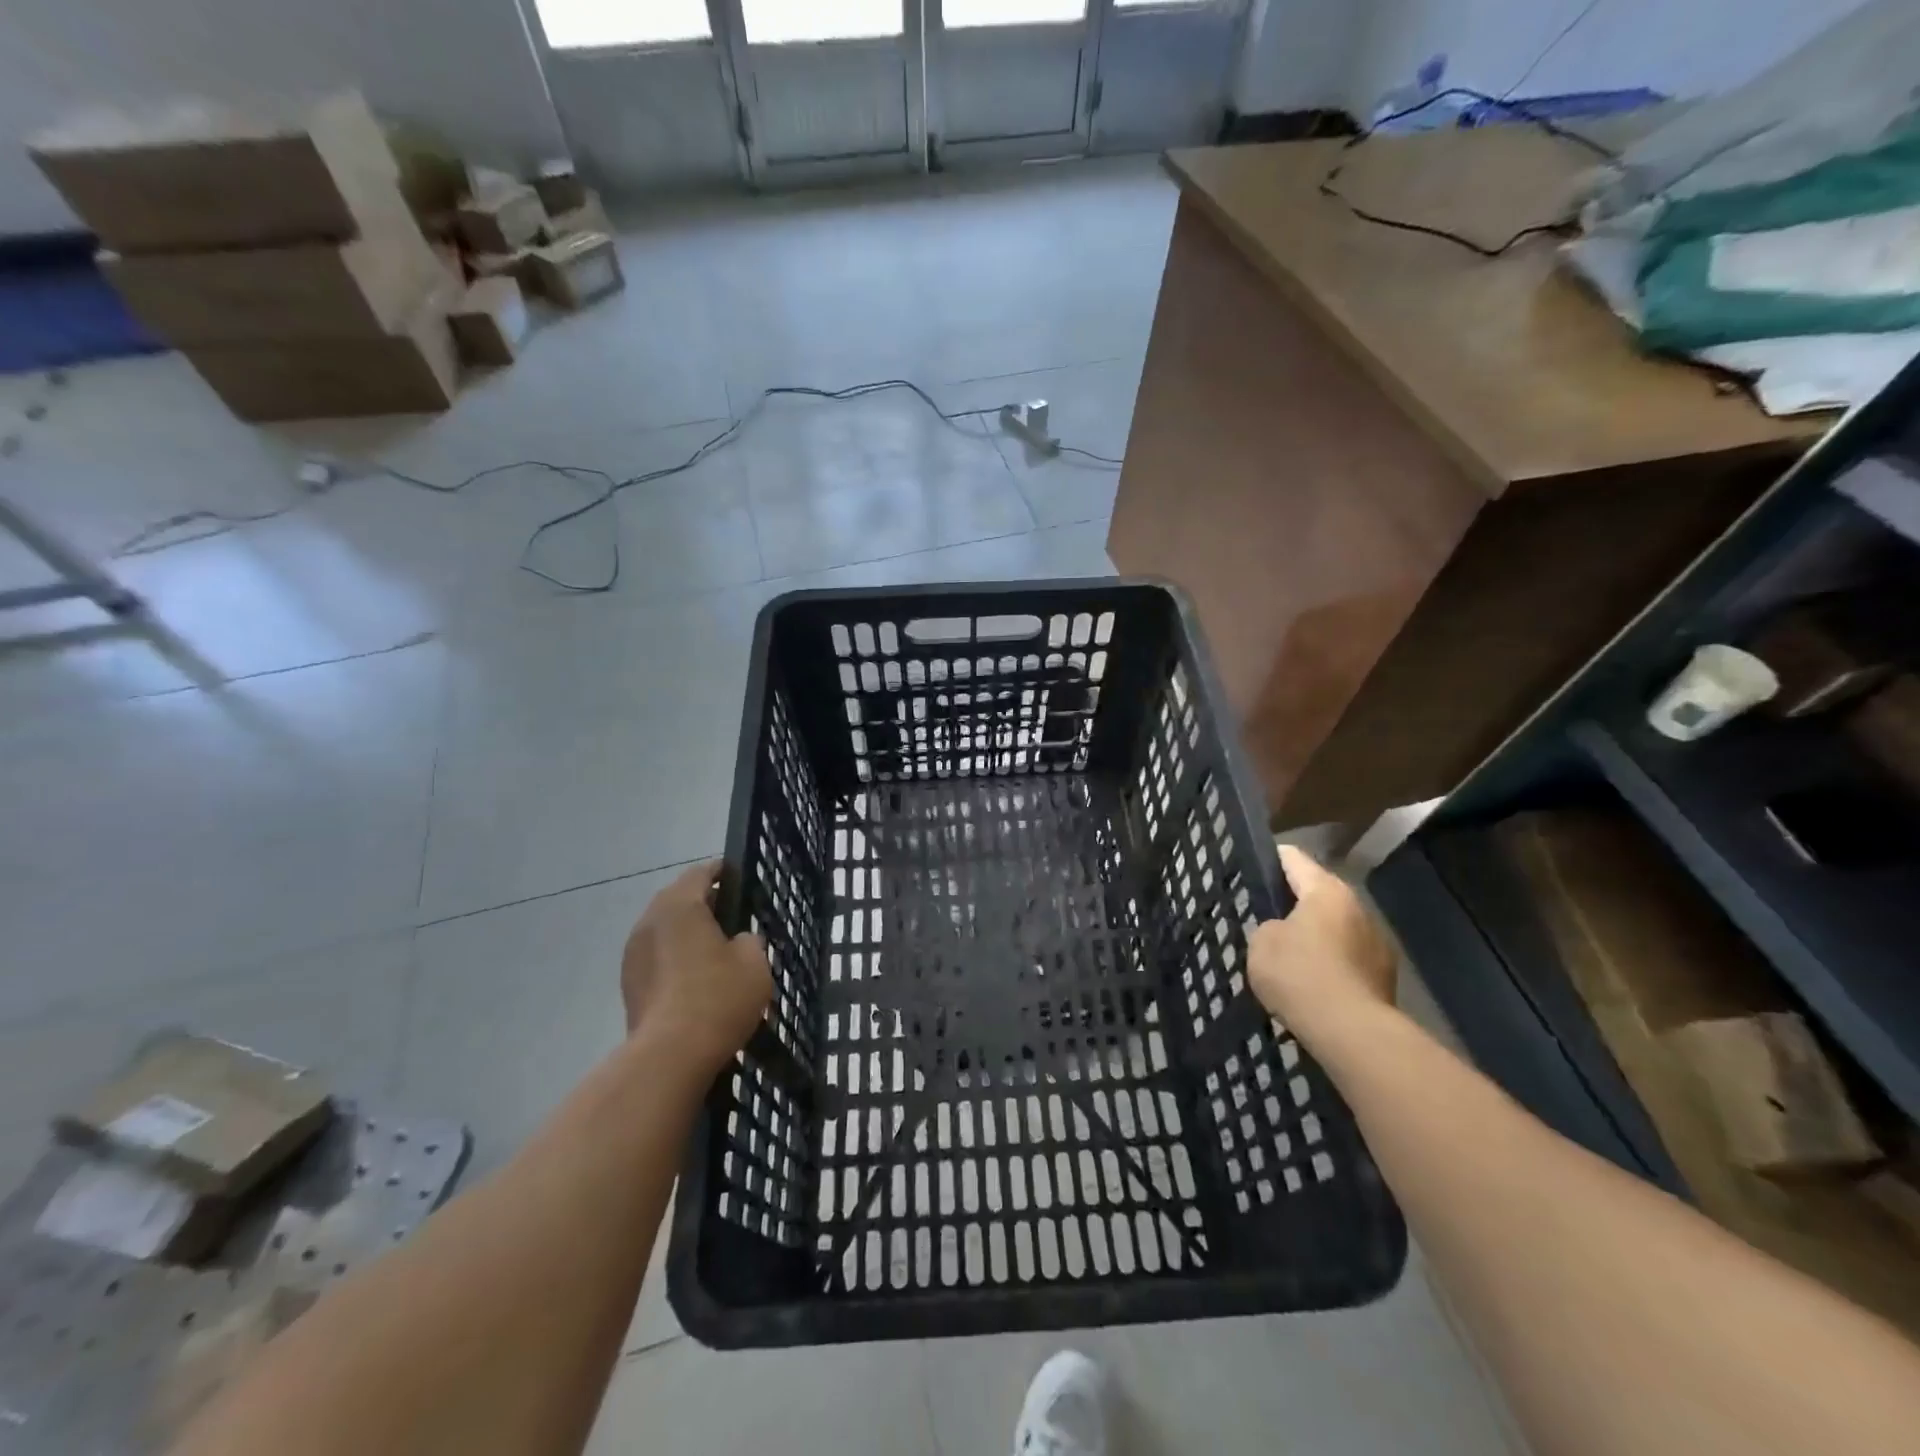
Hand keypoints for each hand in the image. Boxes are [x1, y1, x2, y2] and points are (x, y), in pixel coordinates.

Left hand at [620, 860, 772, 1074]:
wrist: (670, 1056)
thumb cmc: (718, 997)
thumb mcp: (754, 962)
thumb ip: (749, 940)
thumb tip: (737, 941)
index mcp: (680, 905)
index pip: (700, 873)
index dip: (721, 872)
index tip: (738, 879)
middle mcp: (650, 921)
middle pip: (677, 899)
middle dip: (702, 903)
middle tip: (730, 916)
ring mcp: (633, 954)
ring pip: (663, 929)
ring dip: (685, 932)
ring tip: (712, 950)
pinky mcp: (628, 984)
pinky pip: (655, 957)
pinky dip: (673, 957)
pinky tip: (694, 978)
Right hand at [1248, 846, 1397, 1043]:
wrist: (1351, 1032)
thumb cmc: (1300, 974)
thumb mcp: (1262, 942)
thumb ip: (1268, 926)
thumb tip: (1283, 931)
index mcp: (1326, 891)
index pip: (1294, 859)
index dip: (1271, 858)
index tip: (1253, 862)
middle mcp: (1358, 908)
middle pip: (1319, 895)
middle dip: (1294, 903)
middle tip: (1265, 915)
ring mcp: (1377, 944)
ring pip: (1336, 929)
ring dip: (1315, 936)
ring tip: (1288, 954)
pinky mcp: (1384, 978)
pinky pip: (1347, 960)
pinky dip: (1330, 965)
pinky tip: (1310, 983)